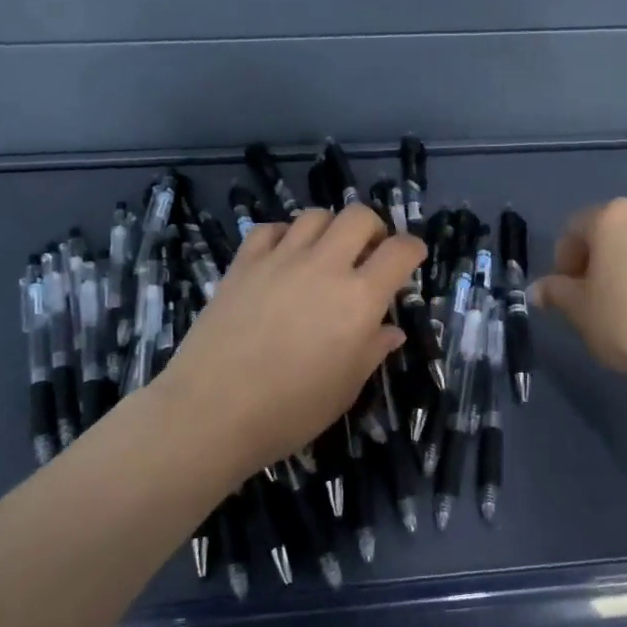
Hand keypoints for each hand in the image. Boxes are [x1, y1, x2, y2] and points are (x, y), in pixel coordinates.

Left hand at [154, 204, 424, 481]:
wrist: (213, 410)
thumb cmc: (291, 410)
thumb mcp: (346, 387)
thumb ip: (372, 351)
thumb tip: (390, 331)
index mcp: (359, 299)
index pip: (399, 252)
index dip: (413, 249)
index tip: (413, 258)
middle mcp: (324, 267)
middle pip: (359, 217)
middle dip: (374, 229)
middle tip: (370, 254)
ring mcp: (279, 260)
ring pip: (315, 216)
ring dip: (330, 229)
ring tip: (327, 254)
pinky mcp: (242, 265)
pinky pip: (270, 229)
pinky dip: (285, 235)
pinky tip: (284, 256)